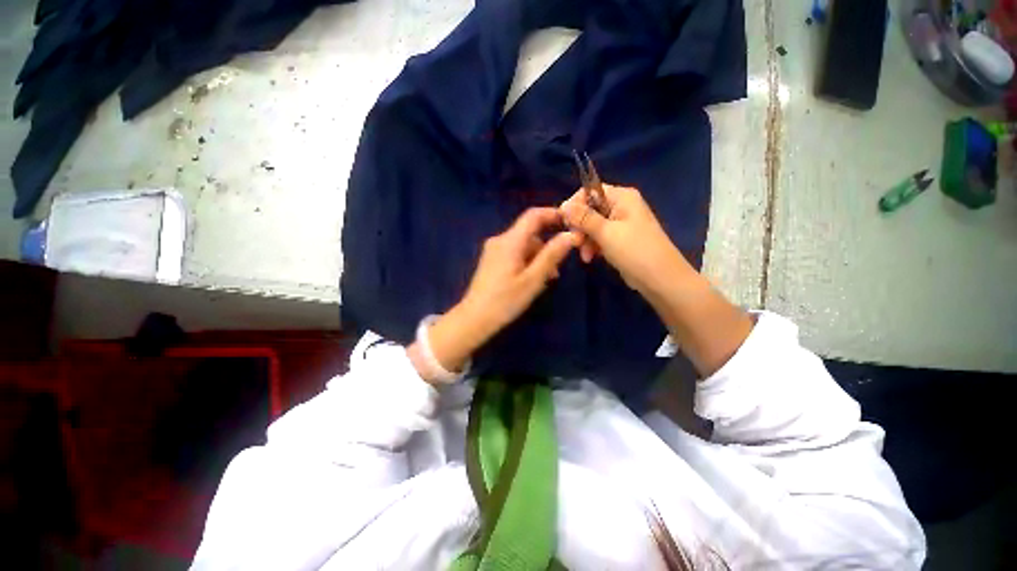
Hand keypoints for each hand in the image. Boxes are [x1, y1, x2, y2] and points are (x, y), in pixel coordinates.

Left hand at [411, 208, 577, 382]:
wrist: (474, 318)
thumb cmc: (505, 300)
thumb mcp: (533, 279)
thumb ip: (552, 255)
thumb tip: (570, 235)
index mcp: (510, 241)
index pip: (533, 215)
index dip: (552, 214)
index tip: (570, 222)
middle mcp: (500, 240)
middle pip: (529, 233)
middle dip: (547, 245)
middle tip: (558, 267)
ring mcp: (493, 250)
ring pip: (523, 245)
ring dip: (538, 256)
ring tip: (546, 279)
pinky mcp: (491, 260)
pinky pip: (514, 253)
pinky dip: (527, 261)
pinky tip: (531, 279)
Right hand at [559, 185, 689, 295]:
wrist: (660, 278)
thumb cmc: (634, 250)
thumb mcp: (606, 232)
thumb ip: (584, 218)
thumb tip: (563, 206)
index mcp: (622, 197)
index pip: (590, 191)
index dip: (575, 204)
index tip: (564, 221)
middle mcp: (621, 206)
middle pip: (590, 209)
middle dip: (580, 227)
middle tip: (575, 242)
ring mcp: (621, 223)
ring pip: (592, 226)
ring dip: (585, 240)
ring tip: (586, 256)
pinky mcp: (619, 239)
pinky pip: (599, 237)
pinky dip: (593, 246)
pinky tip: (590, 258)